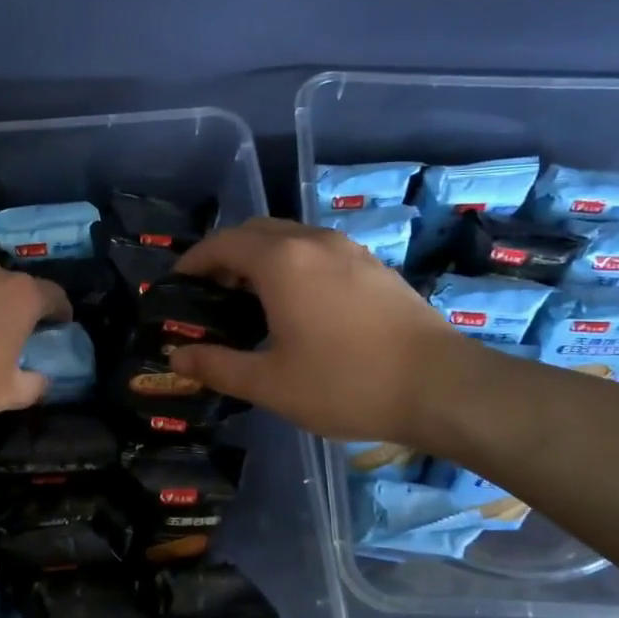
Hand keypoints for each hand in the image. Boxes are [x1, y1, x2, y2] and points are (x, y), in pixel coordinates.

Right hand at [168, 218, 462, 442]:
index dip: (193, 260)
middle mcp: (314, 242)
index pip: (223, 243)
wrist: (442, 387)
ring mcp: (349, 251)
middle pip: (256, 231)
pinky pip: (318, 251)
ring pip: (290, 237)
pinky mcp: (374, 267)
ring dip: (261, 257)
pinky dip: (292, 264)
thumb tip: (175, 359)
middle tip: (209, 292)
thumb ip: (217, 366)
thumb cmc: (346, 383)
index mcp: (282, 261)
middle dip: (225, 254)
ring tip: (249, 298)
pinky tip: (297, 303)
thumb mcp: (270, 383)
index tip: (176, 283)